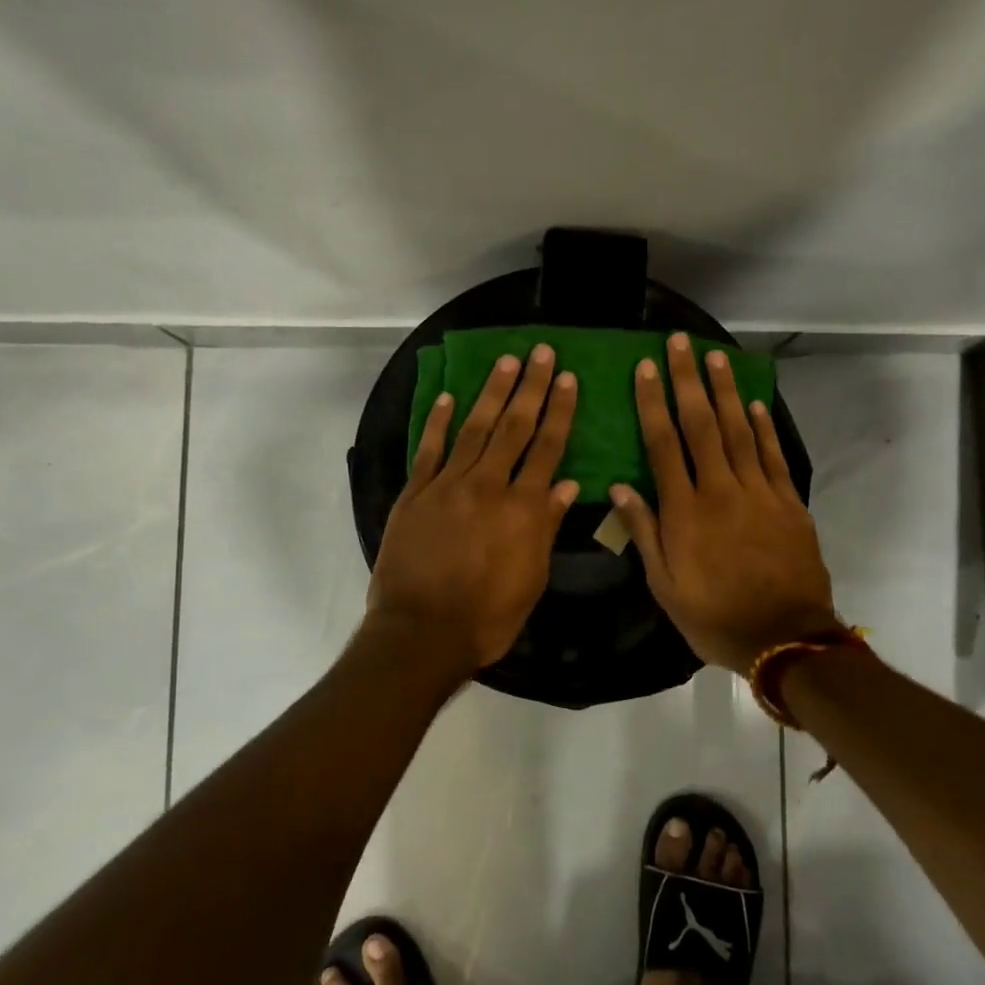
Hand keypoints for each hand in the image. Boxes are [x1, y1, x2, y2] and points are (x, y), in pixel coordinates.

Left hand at [366, 344, 579, 678]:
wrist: (422, 632)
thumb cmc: (487, 616)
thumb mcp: (531, 579)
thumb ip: (546, 527)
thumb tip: (565, 484)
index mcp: (523, 509)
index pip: (547, 448)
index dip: (559, 412)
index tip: (568, 379)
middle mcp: (488, 486)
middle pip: (513, 428)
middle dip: (531, 387)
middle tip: (541, 352)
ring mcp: (448, 486)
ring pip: (474, 429)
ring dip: (491, 392)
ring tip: (506, 361)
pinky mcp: (415, 494)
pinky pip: (430, 450)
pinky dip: (440, 422)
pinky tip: (450, 398)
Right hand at [608, 333, 838, 673]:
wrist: (785, 638)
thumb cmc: (714, 616)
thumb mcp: (665, 586)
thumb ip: (645, 533)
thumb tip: (619, 488)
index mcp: (685, 511)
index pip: (663, 445)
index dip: (652, 403)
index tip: (645, 369)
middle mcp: (720, 490)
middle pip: (701, 425)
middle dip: (687, 380)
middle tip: (679, 343)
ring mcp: (759, 493)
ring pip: (739, 430)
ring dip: (725, 391)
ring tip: (715, 356)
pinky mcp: (788, 502)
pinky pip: (773, 456)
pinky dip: (764, 427)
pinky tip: (754, 403)